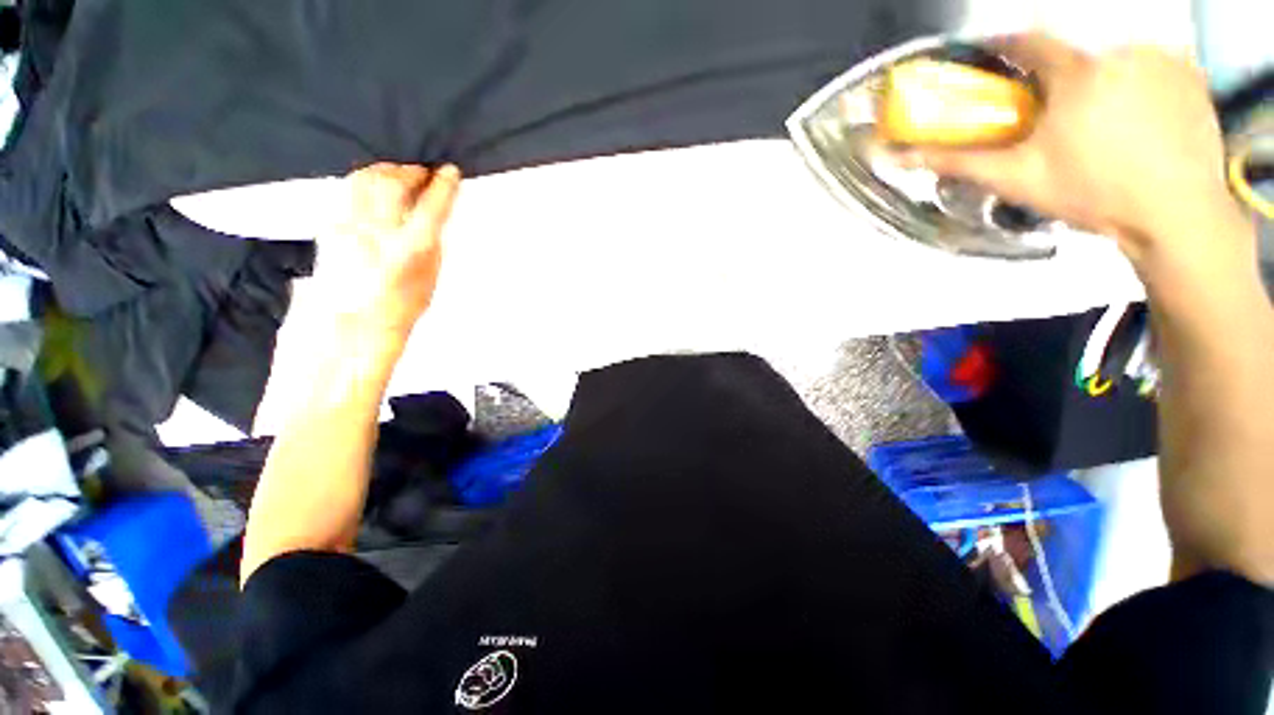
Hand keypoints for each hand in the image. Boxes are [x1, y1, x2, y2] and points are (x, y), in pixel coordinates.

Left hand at [315, 162, 460, 339]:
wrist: (354, 323)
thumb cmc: (403, 305)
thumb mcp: (430, 276)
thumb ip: (432, 242)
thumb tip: (433, 215)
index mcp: (411, 248)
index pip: (432, 206)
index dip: (444, 185)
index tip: (450, 171)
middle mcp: (378, 231)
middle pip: (393, 183)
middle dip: (411, 170)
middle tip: (423, 170)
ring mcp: (349, 226)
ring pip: (365, 180)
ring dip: (385, 170)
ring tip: (398, 172)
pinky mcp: (329, 225)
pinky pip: (348, 191)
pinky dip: (364, 182)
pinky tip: (373, 186)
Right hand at [909, 35, 1245, 269]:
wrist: (1175, 214)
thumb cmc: (1093, 194)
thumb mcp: (1018, 179)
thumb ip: (962, 162)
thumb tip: (904, 157)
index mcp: (1076, 72)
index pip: (1029, 40)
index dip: (1005, 46)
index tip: (992, 59)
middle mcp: (1120, 50)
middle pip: (1072, 51)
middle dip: (1055, 74)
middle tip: (1051, 110)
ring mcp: (1160, 58)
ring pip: (1111, 56)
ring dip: (1096, 79)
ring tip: (1097, 121)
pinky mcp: (1189, 72)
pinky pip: (1148, 64)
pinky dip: (1134, 81)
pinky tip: (1134, 117)